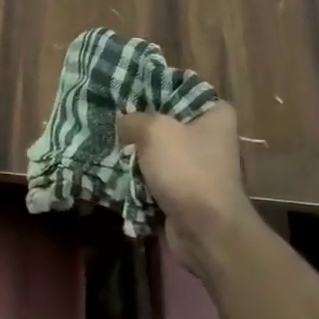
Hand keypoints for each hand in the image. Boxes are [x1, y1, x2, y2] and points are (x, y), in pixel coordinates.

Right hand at [118, 102, 254, 260]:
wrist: (205, 231)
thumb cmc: (187, 170)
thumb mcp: (154, 130)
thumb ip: (132, 118)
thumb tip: (121, 124)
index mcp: (214, 113)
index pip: (177, 88)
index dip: (148, 87)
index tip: (120, 89)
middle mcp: (209, 135)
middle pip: (164, 119)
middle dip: (136, 121)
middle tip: (107, 116)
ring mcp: (197, 164)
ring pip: (156, 148)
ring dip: (133, 150)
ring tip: (104, 140)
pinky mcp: (184, 189)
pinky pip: (154, 173)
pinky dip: (136, 174)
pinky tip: (112, 167)